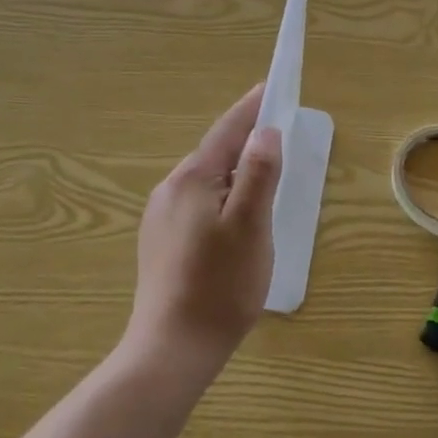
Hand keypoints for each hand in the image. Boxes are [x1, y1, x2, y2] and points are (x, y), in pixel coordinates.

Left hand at [125, 84, 282, 378]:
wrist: (170, 350)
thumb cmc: (219, 285)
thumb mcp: (251, 226)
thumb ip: (259, 173)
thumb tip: (265, 132)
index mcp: (193, 178)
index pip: (227, 130)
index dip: (251, 108)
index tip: (270, 88)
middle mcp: (170, 189)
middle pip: (215, 154)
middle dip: (245, 145)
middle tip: (277, 144)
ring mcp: (160, 216)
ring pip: (206, 181)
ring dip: (233, 176)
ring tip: (261, 189)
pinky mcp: (159, 242)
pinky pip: (196, 205)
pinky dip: (219, 200)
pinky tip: (232, 227)